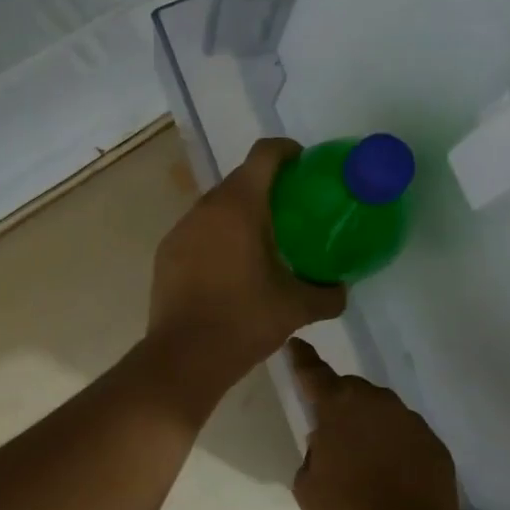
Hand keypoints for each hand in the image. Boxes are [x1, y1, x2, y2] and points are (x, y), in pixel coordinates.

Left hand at [149, 138, 345, 379]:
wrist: (183, 358)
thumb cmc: (243, 321)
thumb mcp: (296, 308)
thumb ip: (328, 294)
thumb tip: (342, 289)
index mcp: (240, 206)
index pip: (264, 154)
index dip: (288, 151)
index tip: (306, 167)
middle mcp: (207, 206)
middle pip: (241, 177)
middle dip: (268, 185)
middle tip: (293, 210)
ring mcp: (182, 228)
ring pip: (218, 204)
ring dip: (241, 211)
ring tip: (264, 240)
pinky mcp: (167, 251)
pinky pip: (199, 229)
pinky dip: (219, 234)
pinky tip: (231, 266)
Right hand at [288, 339, 463, 509]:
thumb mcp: (308, 488)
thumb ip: (314, 453)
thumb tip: (328, 444)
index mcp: (338, 407)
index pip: (313, 372)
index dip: (301, 359)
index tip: (295, 345)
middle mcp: (376, 402)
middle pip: (352, 391)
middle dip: (342, 405)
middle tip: (336, 436)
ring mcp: (410, 421)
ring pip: (383, 412)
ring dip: (372, 426)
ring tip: (368, 461)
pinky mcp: (435, 444)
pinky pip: (408, 435)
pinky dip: (398, 447)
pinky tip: (394, 476)